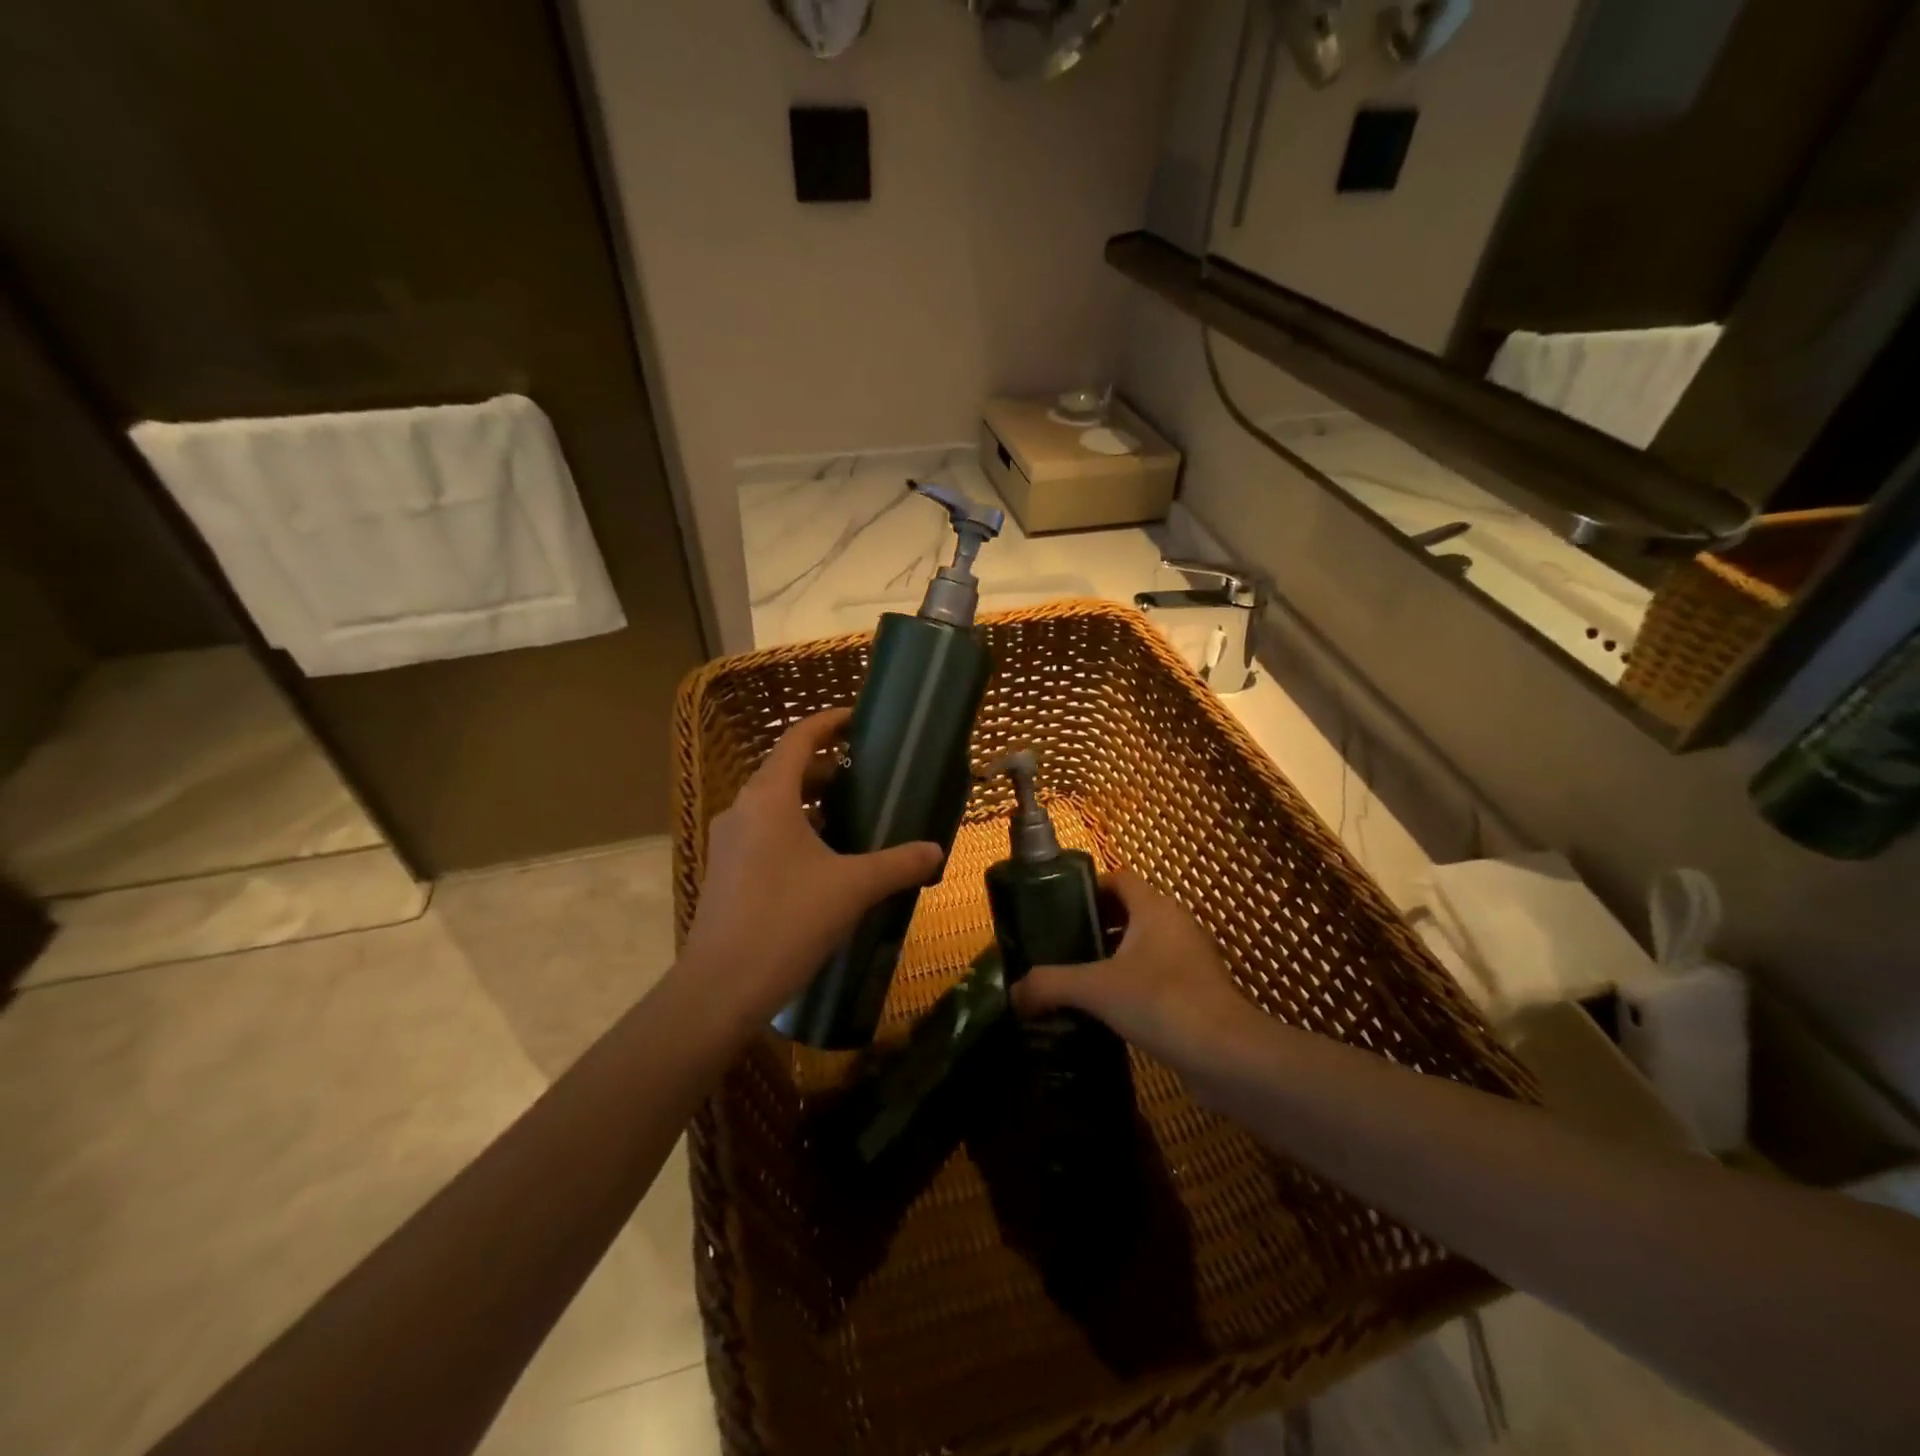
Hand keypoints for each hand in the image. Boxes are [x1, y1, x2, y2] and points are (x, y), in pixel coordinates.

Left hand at [681, 708, 941, 1030]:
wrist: (722, 986)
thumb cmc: (789, 920)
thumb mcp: (853, 888)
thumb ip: (899, 864)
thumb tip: (936, 851)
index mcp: (768, 797)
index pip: (797, 739)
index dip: (827, 723)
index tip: (857, 720)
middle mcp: (742, 809)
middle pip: (784, 770)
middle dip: (824, 768)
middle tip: (863, 775)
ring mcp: (727, 842)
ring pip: (772, 805)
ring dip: (808, 802)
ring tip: (848, 816)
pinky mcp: (725, 871)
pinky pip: (762, 833)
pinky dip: (793, 829)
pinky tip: (821, 860)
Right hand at [1011, 869, 1254, 1074]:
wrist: (1229, 1057)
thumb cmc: (1162, 1002)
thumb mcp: (1095, 989)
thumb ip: (1049, 985)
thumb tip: (1013, 992)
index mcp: (1155, 909)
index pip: (1119, 878)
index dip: (1088, 888)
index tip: (1057, 910)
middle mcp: (1176, 925)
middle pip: (1129, 912)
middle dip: (1094, 926)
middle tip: (1059, 948)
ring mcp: (1191, 960)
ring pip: (1143, 947)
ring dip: (1113, 959)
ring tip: (1077, 981)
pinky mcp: (1199, 993)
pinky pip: (1157, 976)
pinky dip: (1132, 986)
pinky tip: (1108, 1013)